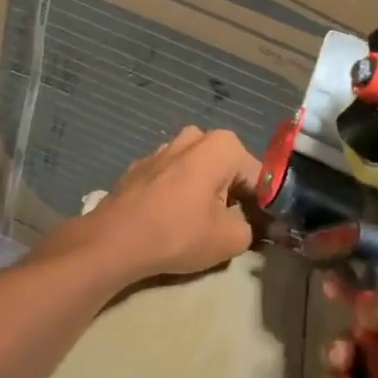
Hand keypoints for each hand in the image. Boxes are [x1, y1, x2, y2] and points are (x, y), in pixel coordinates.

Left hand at [82, 127, 260, 279]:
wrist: (115, 240)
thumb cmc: (179, 233)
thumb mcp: (232, 238)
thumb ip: (252, 226)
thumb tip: (248, 223)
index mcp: (222, 145)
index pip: (257, 176)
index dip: (263, 204)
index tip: (261, 229)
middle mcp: (193, 137)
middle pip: (226, 168)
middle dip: (232, 193)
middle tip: (230, 227)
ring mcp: (162, 149)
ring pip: (197, 170)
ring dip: (203, 192)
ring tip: (199, 225)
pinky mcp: (139, 167)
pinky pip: (171, 178)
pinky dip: (177, 194)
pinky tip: (170, 220)